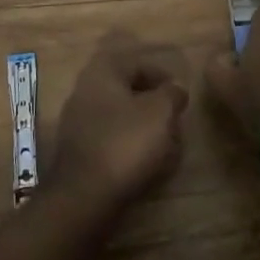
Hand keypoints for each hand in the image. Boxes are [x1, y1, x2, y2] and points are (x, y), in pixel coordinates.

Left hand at [48, 31, 189, 211]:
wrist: (84, 195)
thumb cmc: (125, 143)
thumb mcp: (159, 113)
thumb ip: (171, 94)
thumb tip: (176, 88)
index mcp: (103, 70)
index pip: (139, 63)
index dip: (164, 78)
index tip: (182, 98)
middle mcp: (86, 88)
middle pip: (128, 89)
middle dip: (154, 105)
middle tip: (175, 123)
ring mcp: (78, 119)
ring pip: (120, 115)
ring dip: (143, 127)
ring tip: (166, 146)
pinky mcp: (78, 149)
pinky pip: (110, 137)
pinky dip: (129, 144)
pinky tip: (145, 162)